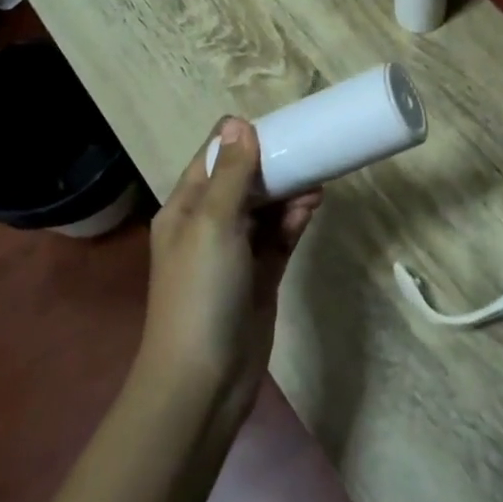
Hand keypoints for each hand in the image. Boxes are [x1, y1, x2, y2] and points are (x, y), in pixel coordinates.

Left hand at [137, 119, 323, 435]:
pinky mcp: (260, 275)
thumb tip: (238, 122)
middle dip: (273, 165)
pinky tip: (313, 206)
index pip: (214, 158)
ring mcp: (235, 252)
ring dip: (289, 192)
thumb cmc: (200, 291)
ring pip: (265, 208)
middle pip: (243, 181)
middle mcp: (208, 225)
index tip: (280, 124)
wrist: (203, 379)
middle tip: (308, 150)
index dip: (242, 139)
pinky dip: (295, 220)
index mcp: (185, 208)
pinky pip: (279, 236)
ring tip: (317, 180)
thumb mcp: (212, 223)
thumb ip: (231, 174)